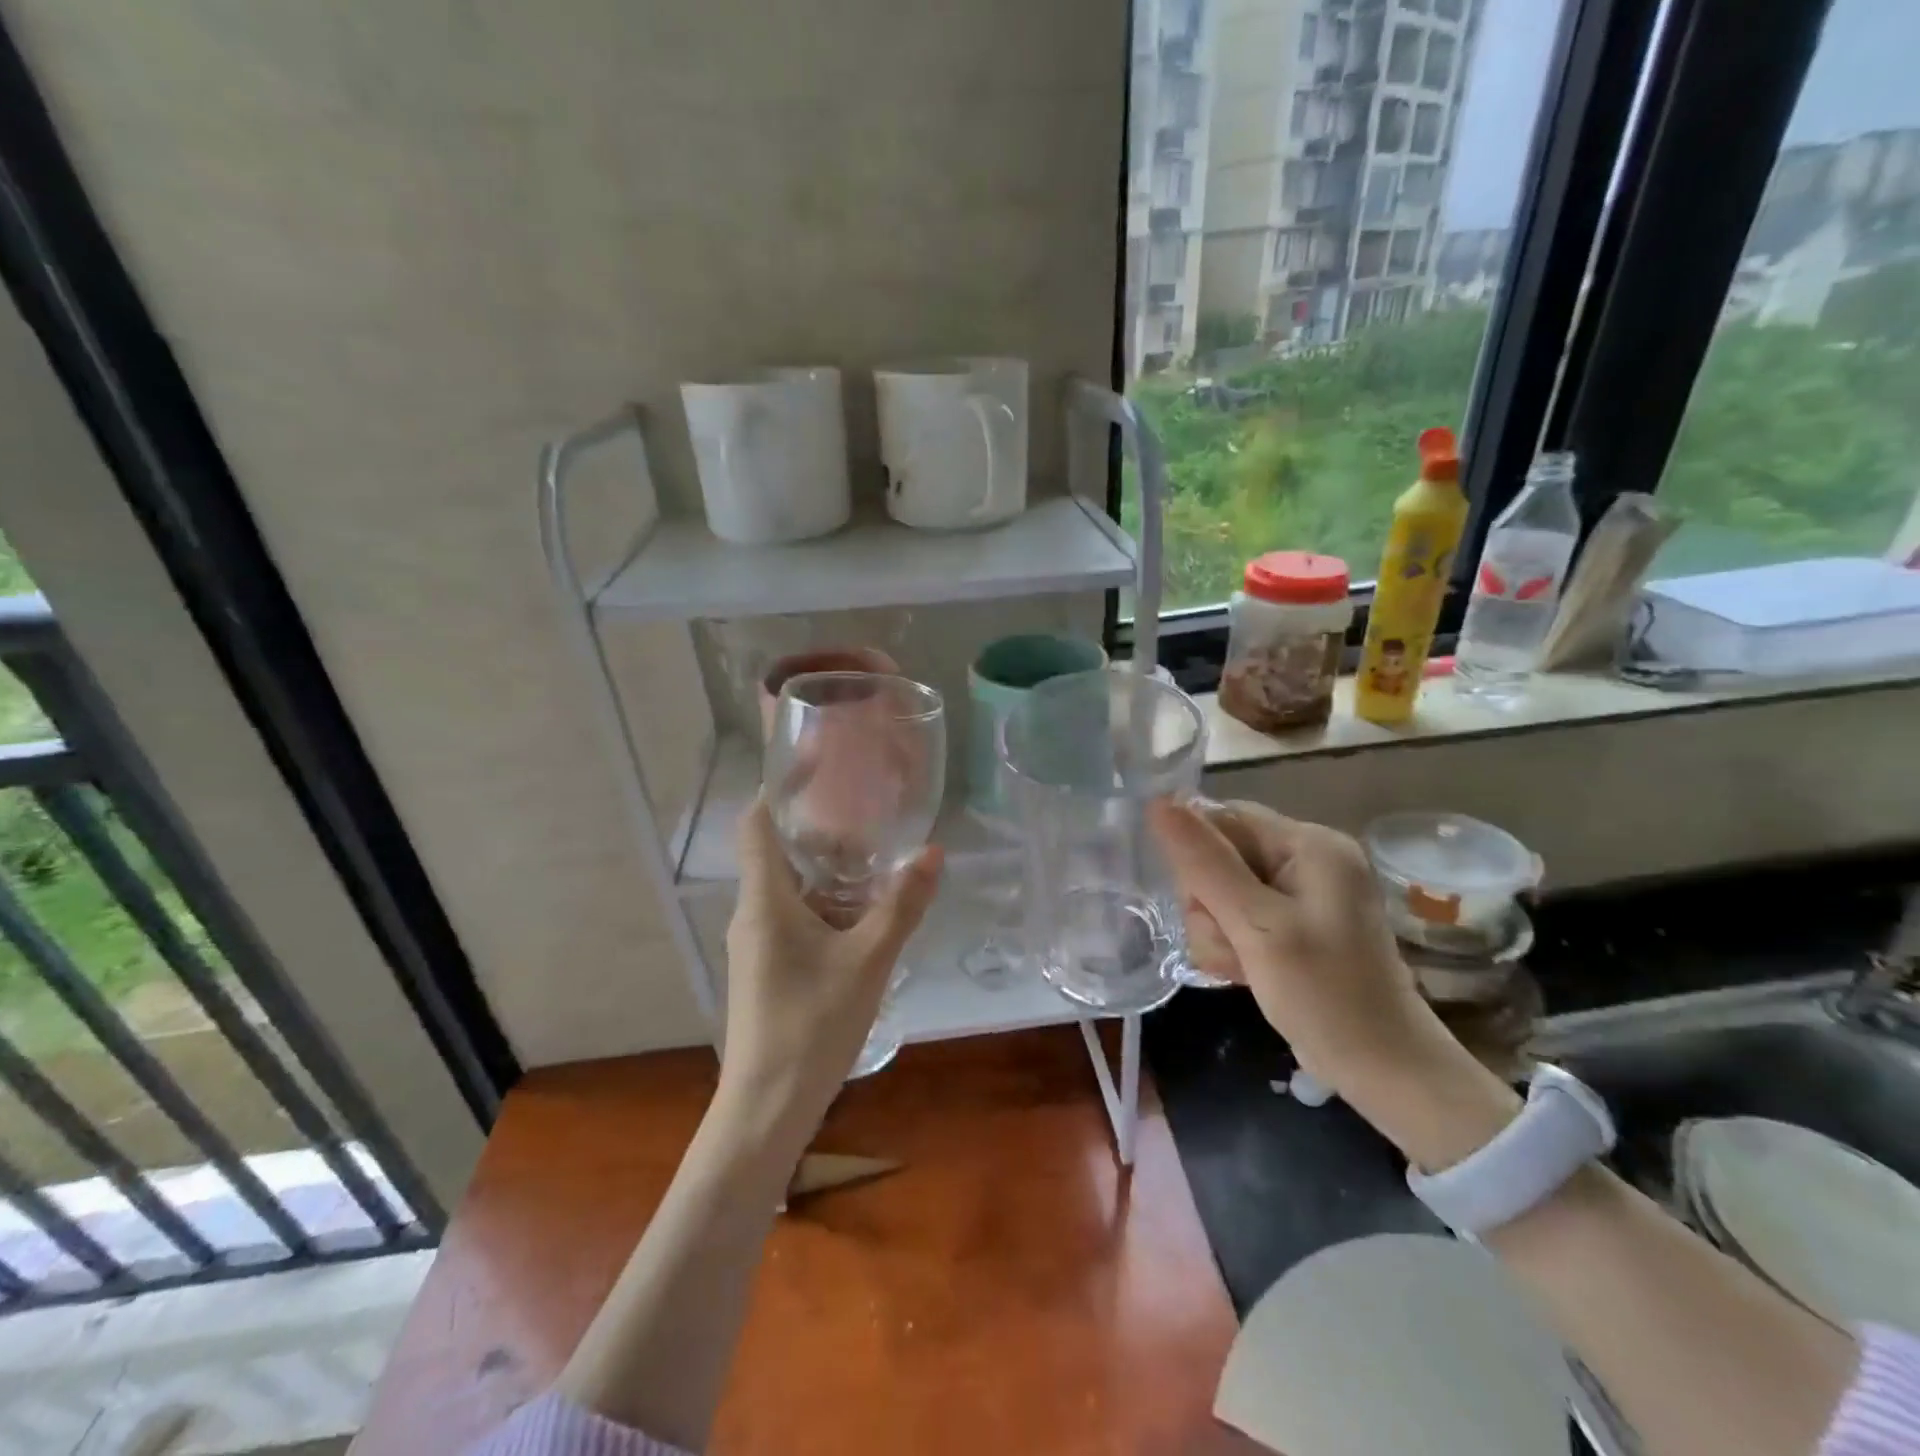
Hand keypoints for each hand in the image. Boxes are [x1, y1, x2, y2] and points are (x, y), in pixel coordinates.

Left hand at [720, 799, 942, 1131]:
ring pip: (791, 889)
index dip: (781, 789)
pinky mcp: (768, 968)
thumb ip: (901, 906)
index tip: (820, 769)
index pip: (757, 823)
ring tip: (880, 864)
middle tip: (874, 821)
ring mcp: (758, 943)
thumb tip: (934, 852)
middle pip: (780, 853)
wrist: (766, 1109)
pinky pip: (796, 919)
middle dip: (824, 835)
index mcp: (765, 899)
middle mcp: (754, 913)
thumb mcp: (867, 961)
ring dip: (830, 874)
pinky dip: (827, 907)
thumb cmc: (811, 1025)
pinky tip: (866, 919)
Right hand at [1149, 797, 1518, 1166]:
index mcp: (1310, 842)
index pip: (1223, 818)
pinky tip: (1243, 970)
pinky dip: (1230, 942)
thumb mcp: (1256, 926)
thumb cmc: (1324, 995)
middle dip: (1208, 903)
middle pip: (1219, 855)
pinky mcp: (1292, 922)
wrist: (1382, 1070)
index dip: (1197, 856)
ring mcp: (1301, 892)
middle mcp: (1307, 857)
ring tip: (1240, 965)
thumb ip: (1205, 863)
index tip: (1200, 904)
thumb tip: (1158, 802)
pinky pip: (1237, 914)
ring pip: (1220, 889)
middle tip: (1231, 944)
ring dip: (1216, 930)